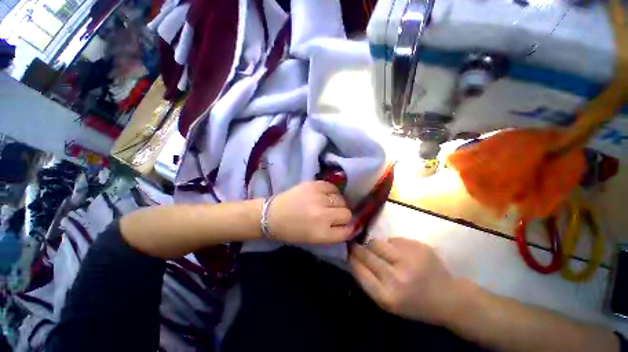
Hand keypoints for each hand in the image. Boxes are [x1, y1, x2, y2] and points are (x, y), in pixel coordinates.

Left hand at [268, 181, 352, 243]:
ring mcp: (318, 198)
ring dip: (338, 203)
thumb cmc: (292, 231)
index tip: (346, 225)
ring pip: (342, 199)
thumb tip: (349, 225)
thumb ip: (333, 233)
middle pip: (347, 213)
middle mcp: (322, 215)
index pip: (347, 230)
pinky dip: (332, 192)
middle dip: (344, 215)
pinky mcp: (314, 185)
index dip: (349, 228)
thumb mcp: (314, 239)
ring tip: (329, 204)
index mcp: (321, 233)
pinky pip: (333, 187)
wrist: (272, 214)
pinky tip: (326, 195)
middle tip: (335, 214)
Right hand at [349, 237, 462, 324]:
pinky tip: (400, 253)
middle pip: (365, 252)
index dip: (351, 258)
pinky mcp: (417, 246)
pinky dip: (391, 245)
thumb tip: (352, 257)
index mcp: (386, 296)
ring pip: (376, 242)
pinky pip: (392, 239)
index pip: (358, 268)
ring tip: (382, 252)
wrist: (449, 298)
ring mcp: (408, 258)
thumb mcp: (387, 301)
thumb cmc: (415, 304)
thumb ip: (368, 280)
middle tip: (357, 246)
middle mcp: (396, 276)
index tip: (348, 252)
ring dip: (375, 246)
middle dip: (358, 248)